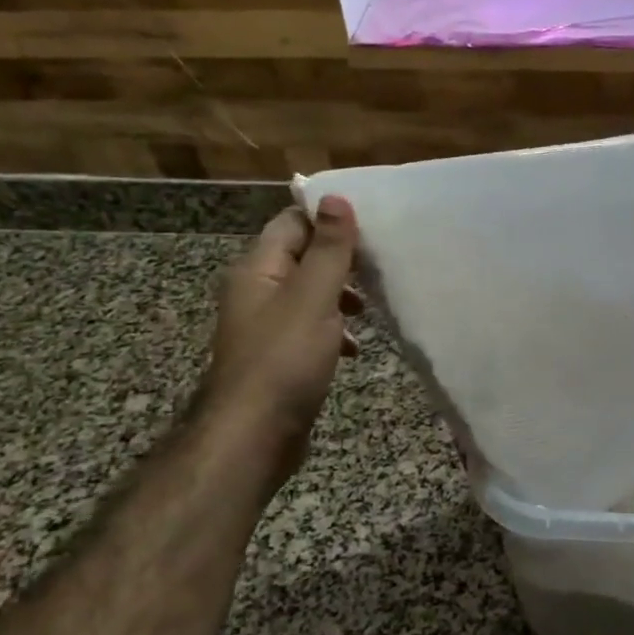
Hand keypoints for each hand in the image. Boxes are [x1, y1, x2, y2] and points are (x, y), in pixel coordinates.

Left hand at [202, 196, 362, 445]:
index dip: (328, 217)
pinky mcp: (278, 356)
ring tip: (371, 305)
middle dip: (340, 258)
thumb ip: (328, 248)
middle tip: (380, 263)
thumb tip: (336, 198)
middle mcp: (256, 291)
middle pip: (301, 257)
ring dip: (340, 295)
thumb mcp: (313, 296)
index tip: (371, 222)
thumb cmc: (285, 359)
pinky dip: (333, 329)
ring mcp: (266, 326)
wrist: (253, 435)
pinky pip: (309, 328)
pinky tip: (355, 347)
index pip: (292, 222)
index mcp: (258, 269)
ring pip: (308, 294)